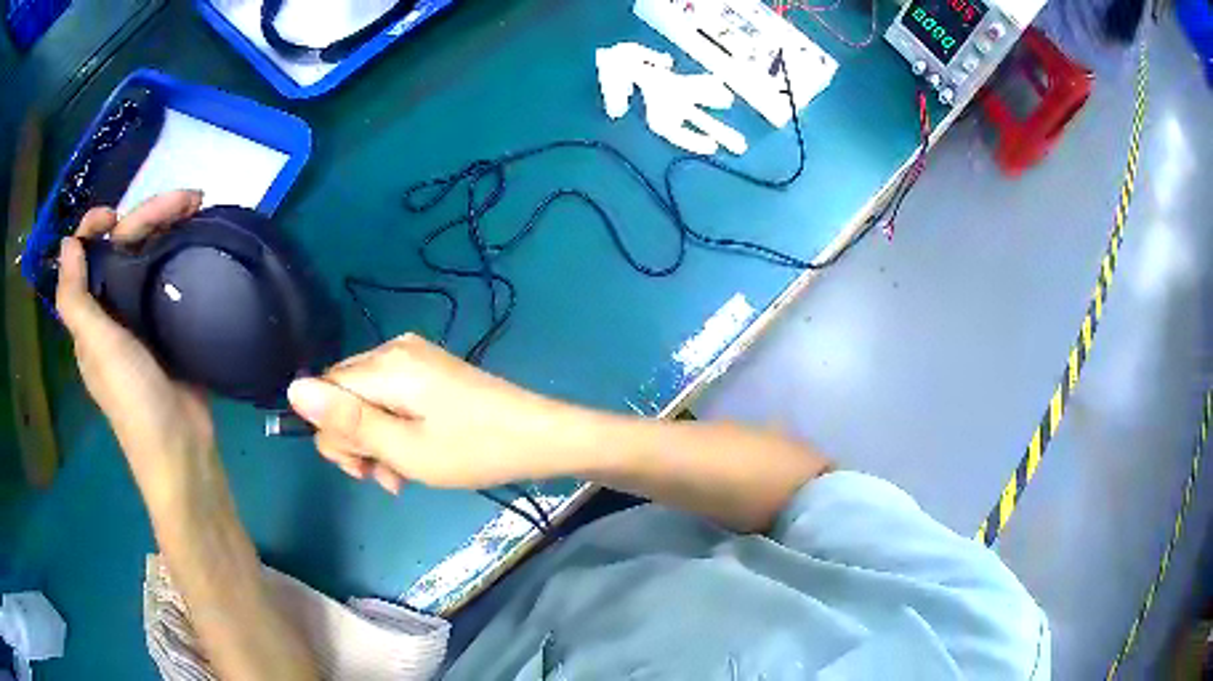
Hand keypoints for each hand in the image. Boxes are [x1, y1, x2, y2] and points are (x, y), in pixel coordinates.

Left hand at [56, 190, 216, 508]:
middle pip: (124, 248)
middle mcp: (113, 309)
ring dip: (169, 228)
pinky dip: (181, 252)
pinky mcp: (170, 325)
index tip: (115, 216)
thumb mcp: (97, 350)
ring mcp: (143, 318)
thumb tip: (67, 244)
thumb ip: (75, 300)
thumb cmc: (133, 401)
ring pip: (149, 257)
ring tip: (200, 209)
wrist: (181, 447)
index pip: (86, 255)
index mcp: (91, 314)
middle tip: (188, 199)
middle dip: (149, 215)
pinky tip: (198, 241)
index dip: (94, 227)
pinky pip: (170, 277)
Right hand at [287, 334, 600, 492]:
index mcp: (385, 365)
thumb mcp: (405, 448)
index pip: (324, 391)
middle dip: (356, 441)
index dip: (332, 434)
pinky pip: (392, 399)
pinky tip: (415, 458)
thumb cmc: (474, 450)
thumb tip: (292, 388)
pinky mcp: (430, 371)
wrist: (540, 437)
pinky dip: (395, 430)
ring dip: (377, 443)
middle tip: (386, 477)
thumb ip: (348, 421)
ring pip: (367, 402)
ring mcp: (415, 358)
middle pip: (344, 394)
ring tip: (403, 476)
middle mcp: (394, 350)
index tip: (361, 469)